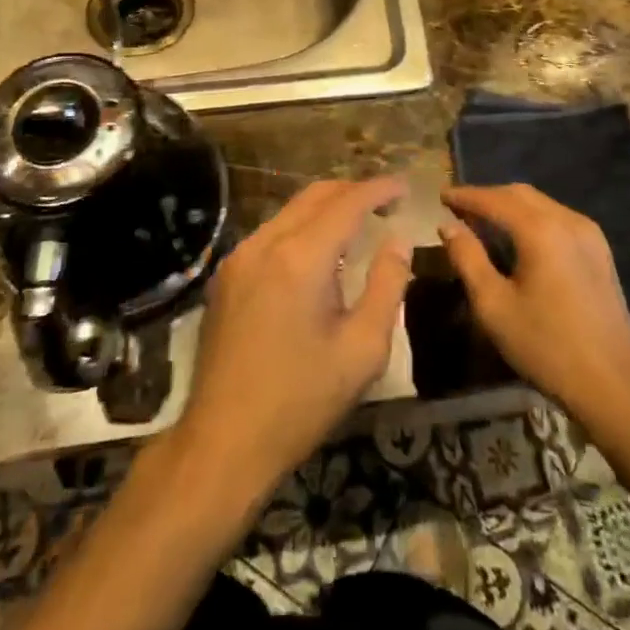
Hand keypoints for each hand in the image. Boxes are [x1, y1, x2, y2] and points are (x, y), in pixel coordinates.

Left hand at [177, 177, 411, 499]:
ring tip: (357, 225)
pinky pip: (271, 233)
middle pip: (315, 195)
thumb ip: (387, 286)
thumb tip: (398, 242)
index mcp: (301, 257)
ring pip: (290, 211)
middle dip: (354, 191)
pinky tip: (317, 254)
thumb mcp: (362, 350)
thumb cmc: (301, 401)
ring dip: (326, 209)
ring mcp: (239, 257)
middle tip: (386, 204)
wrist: (223, 442)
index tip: (406, 188)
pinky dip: (301, 229)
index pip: (348, 202)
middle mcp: (265, 243)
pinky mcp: (225, 276)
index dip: (379, 189)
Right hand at [440, 184, 629, 419]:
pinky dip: (532, 219)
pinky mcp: (600, 251)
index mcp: (540, 230)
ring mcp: (589, 234)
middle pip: (520, 194)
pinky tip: (519, 238)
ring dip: (510, 206)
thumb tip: (448, 226)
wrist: (613, 384)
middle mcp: (567, 220)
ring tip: (483, 221)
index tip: (441, 195)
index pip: (494, 200)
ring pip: (541, 204)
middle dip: (487, 196)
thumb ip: (468, 259)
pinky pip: (558, 219)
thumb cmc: (546, 346)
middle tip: (459, 208)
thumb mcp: (494, 306)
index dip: (465, 196)